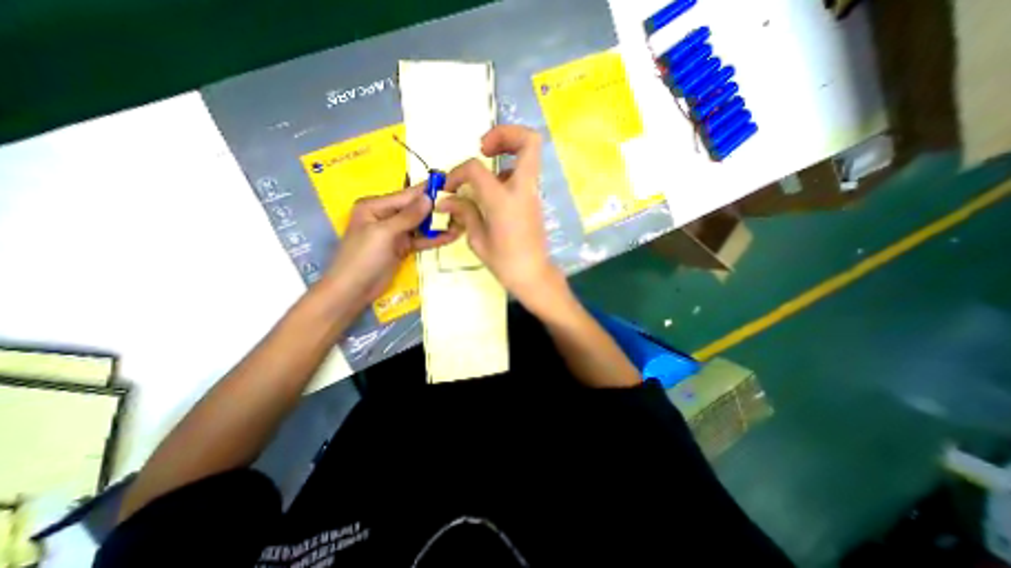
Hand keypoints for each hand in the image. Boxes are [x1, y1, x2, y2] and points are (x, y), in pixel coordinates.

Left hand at [321, 185, 455, 309]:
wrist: (353, 290)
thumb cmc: (363, 257)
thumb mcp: (384, 233)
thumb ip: (408, 216)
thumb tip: (429, 198)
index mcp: (375, 206)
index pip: (406, 195)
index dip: (427, 191)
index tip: (449, 185)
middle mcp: (386, 216)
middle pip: (415, 209)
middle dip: (436, 209)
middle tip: (460, 206)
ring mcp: (395, 233)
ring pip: (420, 225)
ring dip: (438, 225)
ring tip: (460, 222)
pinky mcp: (402, 247)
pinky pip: (420, 240)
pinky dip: (434, 239)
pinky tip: (450, 237)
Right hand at [435, 124, 564, 309]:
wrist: (534, 275)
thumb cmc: (505, 262)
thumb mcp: (478, 240)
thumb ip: (464, 212)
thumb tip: (447, 199)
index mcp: (503, 200)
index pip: (477, 168)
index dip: (458, 172)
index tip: (450, 187)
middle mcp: (523, 189)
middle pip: (529, 141)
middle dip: (505, 133)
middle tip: (484, 147)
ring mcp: (532, 193)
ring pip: (530, 154)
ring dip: (507, 151)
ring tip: (487, 169)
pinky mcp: (534, 200)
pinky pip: (524, 173)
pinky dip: (509, 171)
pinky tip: (495, 190)